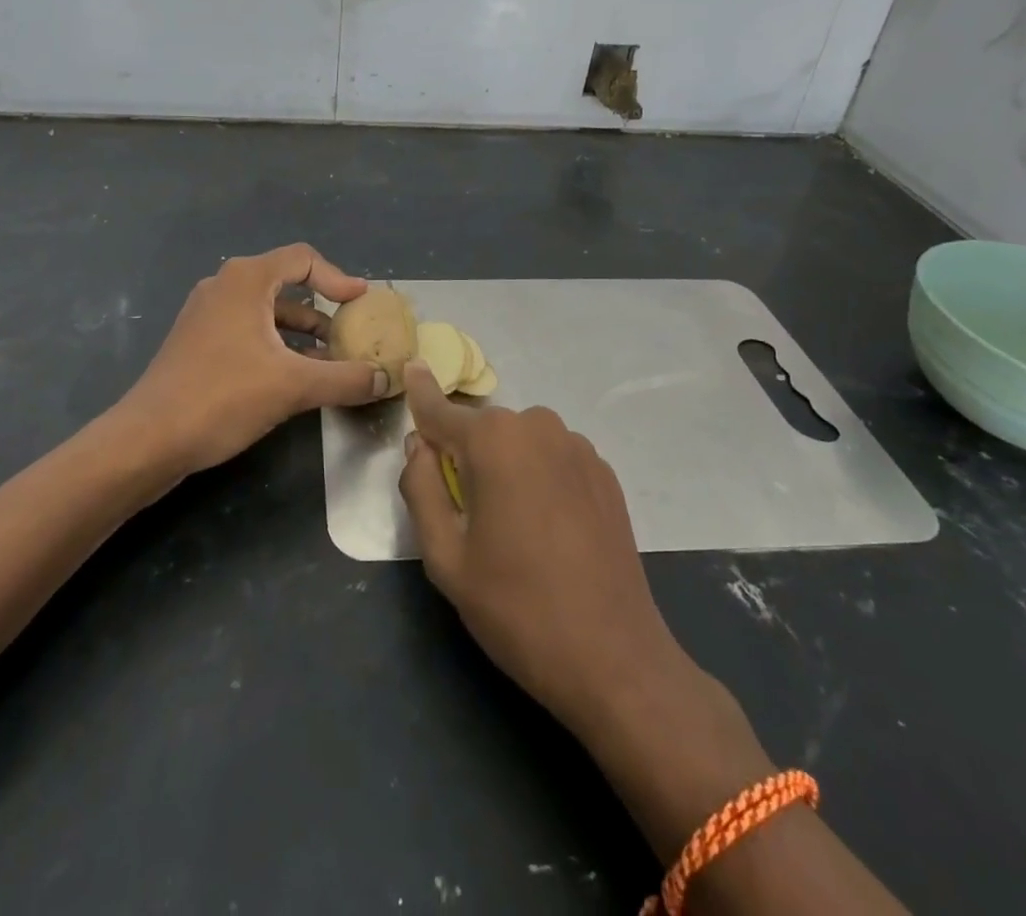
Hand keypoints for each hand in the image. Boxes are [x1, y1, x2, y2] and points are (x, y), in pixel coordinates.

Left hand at [121, 244, 388, 475]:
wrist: (147, 439)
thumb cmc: (222, 397)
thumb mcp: (293, 386)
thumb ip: (346, 378)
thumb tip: (388, 378)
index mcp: (246, 280)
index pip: (302, 259)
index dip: (338, 278)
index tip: (362, 303)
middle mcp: (224, 286)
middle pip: (285, 282)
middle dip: (322, 307)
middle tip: (351, 330)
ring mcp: (206, 314)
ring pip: (266, 311)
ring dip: (301, 331)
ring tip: (331, 358)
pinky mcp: (197, 341)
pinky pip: (247, 330)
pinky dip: (276, 344)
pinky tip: (294, 376)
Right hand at [397, 363, 773, 843]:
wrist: (614, 659)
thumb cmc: (517, 608)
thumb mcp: (446, 557)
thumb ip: (421, 488)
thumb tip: (418, 445)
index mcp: (493, 441)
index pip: (441, 409)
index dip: (420, 393)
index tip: (411, 367)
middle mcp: (537, 427)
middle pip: (482, 428)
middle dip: (465, 452)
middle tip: (464, 510)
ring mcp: (577, 447)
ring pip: (520, 441)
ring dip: (505, 464)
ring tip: (511, 523)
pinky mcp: (604, 472)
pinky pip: (552, 457)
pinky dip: (538, 474)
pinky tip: (548, 526)